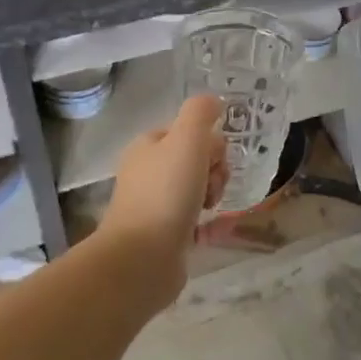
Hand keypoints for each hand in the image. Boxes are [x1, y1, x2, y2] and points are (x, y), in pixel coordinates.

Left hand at [100, 94, 227, 281]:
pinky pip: (196, 221)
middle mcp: (147, 173)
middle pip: (195, 160)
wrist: (143, 257)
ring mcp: (154, 206)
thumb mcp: (187, 140)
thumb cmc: (166, 192)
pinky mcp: (164, 236)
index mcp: (147, 147)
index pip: (187, 132)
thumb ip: (201, 114)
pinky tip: (217, 229)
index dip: (209, 143)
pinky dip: (211, 223)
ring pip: (197, 189)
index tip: (214, 159)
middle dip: (214, 171)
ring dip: (213, 195)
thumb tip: (214, 101)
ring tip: (210, 209)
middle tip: (212, 187)